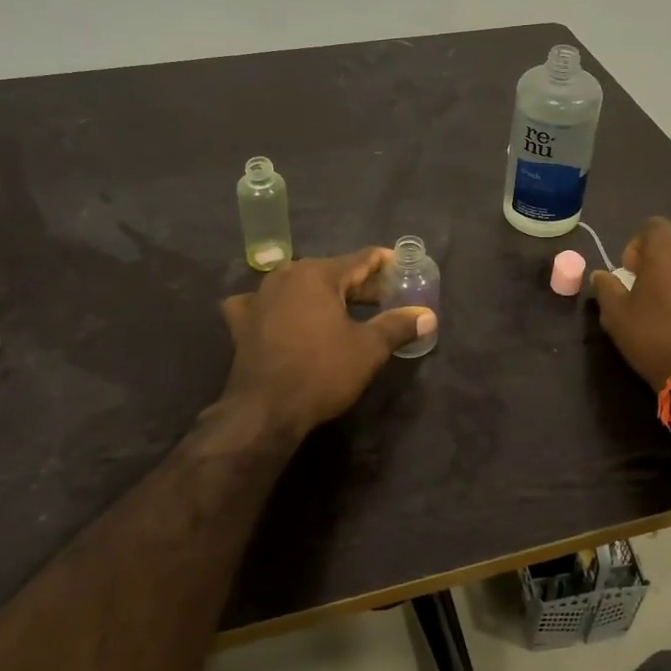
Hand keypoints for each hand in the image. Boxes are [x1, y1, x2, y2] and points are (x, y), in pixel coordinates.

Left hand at [216, 248, 435, 439]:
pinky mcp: (242, 321)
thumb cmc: (322, 372)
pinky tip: (280, 316)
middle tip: (384, 297)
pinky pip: (264, 304)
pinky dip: (277, 307)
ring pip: (299, 285)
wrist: (265, 410)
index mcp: (318, 274)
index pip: (360, 260)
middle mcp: (286, 275)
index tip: (401, 267)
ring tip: (343, 309)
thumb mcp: (368, 349)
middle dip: (358, 284)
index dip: (384, 263)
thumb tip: (428, 315)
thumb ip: (398, 325)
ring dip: (322, 294)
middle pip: (331, 272)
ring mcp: (259, 296)